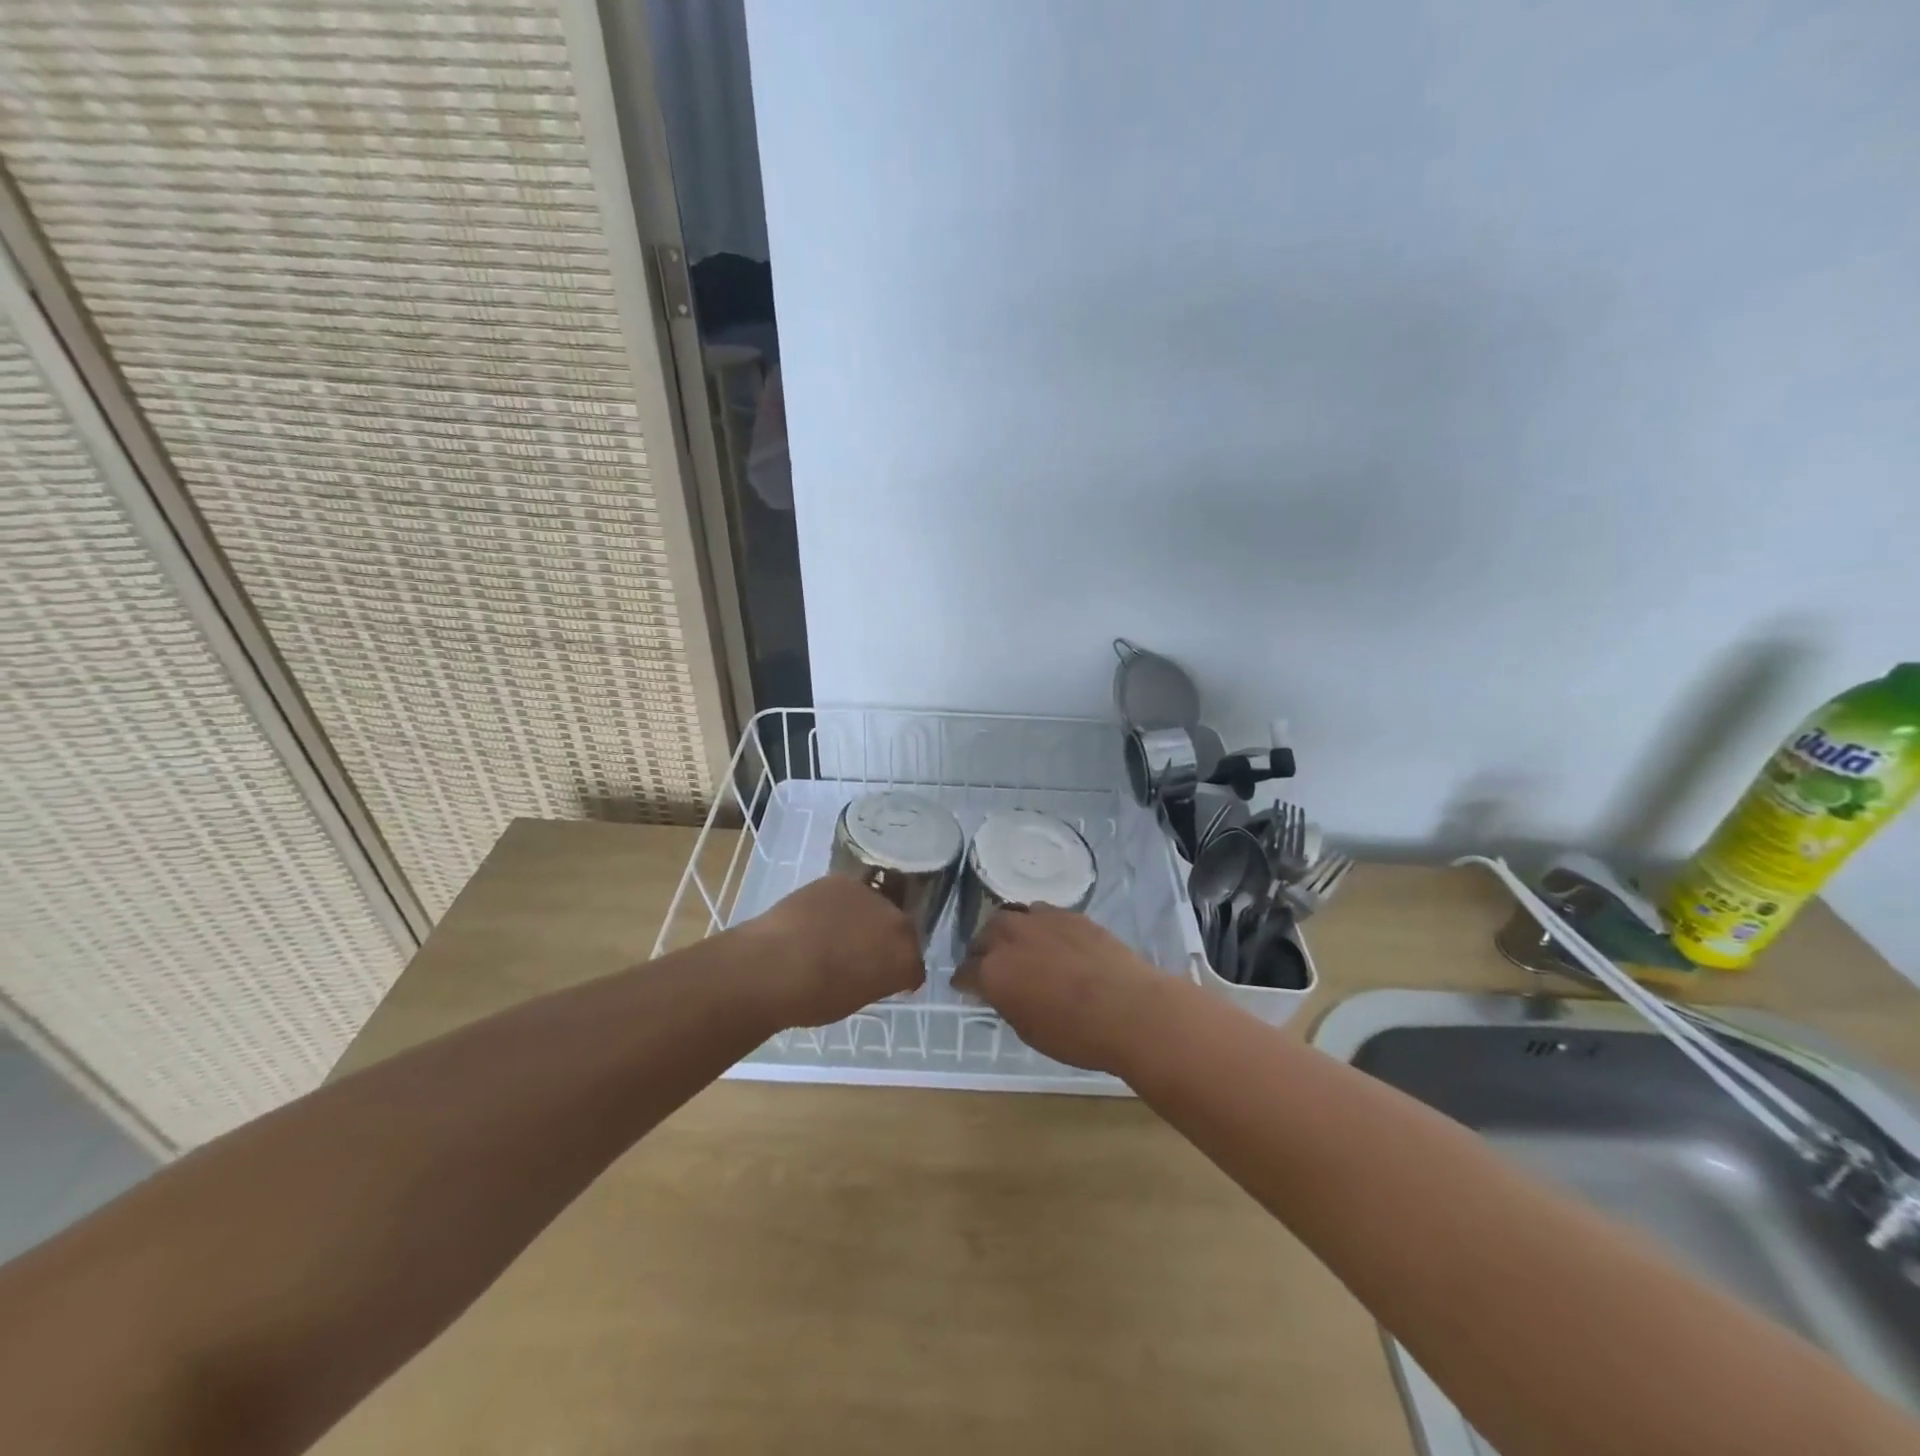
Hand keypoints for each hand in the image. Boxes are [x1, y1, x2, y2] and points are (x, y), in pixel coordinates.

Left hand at [741, 875, 924, 1027]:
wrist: (774, 965)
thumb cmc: (814, 998)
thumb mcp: (856, 1000)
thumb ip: (875, 980)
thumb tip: (872, 971)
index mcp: (905, 957)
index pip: (914, 966)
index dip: (900, 975)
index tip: (885, 980)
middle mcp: (896, 921)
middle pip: (900, 929)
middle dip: (887, 941)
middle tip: (863, 955)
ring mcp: (869, 895)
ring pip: (875, 907)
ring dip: (864, 919)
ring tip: (837, 933)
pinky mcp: (841, 880)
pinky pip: (848, 894)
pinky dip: (839, 905)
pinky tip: (818, 918)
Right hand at [954, 905, 1171, 1074]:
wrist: (1129, 1009)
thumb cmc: (1076, 1035)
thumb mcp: (1029, 1030)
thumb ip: (1007, 1003)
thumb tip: (1003, 991)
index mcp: (993, 972)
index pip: (965, 972)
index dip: (965, 983)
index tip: (968, 988)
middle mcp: (1009, 938)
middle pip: (984, 936)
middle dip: (983, 951)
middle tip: (994, 966)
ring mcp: (1040, 921)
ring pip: (1011, 916)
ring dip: (1009, 932)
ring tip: (1021, 947)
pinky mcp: (1069, 914)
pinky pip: (1042, 913)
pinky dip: (1039, 926)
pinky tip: (1052, 940)